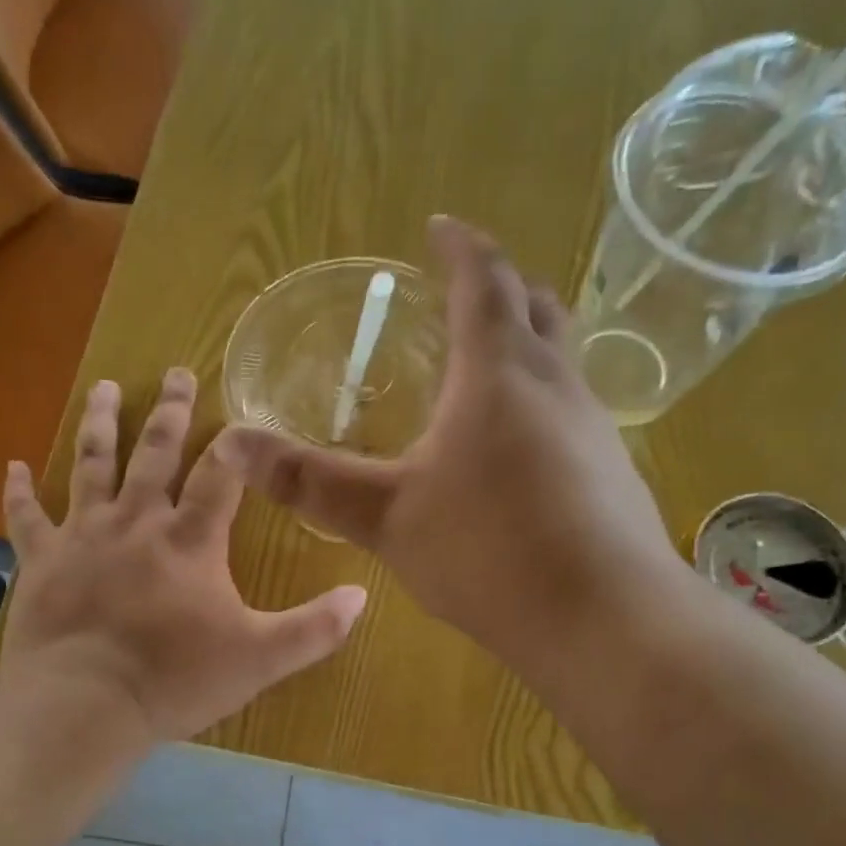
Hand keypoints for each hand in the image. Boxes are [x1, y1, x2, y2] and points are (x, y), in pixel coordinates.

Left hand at [0, 369, 367, 741]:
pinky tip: (14, 465)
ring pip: (92, 465)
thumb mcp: (260, 659)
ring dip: (101, 424)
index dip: (236, 445)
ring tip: (105, 388)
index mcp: (191, 541)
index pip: (221, 476)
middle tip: (178, 373)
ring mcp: (83, 536)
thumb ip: (314, 629)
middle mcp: (137, 522)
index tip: (244, 416)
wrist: (84, 705)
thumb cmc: (175, 680)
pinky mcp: (41, 561)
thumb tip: (362, 596)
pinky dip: (18, 491)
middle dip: (172, 412)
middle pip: (156, 453)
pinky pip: (26, 518)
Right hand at [219, 215, 690, 676]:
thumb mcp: (386, 517)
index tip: (439, 228)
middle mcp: (557, 382)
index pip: (483, 281)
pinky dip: (543, 402)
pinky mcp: (614, 471)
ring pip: (562, 359)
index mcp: (497, 373)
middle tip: (466, 292)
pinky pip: (575, 411)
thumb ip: (310, 481)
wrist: (602, 618)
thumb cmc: (487, 553)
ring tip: (487, 367)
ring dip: (527, 345)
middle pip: (536, 307)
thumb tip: (232, 444)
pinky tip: (521, 450)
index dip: (459, 248)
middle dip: (501, 287)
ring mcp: (595, 426)